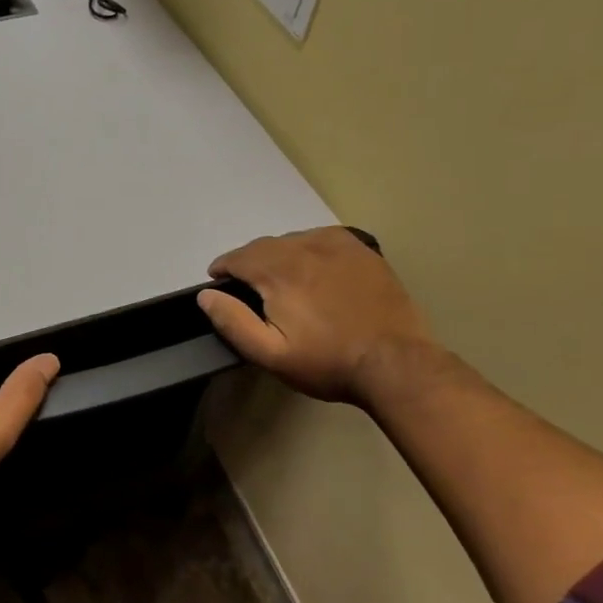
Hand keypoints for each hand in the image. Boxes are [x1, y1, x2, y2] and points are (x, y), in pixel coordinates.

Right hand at [198, 227, 433, 403]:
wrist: (396, 364)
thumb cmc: (328, 362)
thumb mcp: (271, 354)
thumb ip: (233, 322)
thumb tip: (206, 295)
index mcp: (279, 272)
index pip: (238, 258)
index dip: (223, 268)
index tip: (218, 282)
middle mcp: (305, 248)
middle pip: (263, 246)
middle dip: (248, 262)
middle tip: (248, 286)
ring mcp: (337, 246)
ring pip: (293, 239)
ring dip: (278, 254)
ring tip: (280, 278)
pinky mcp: (362, 251)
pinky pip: (322, 238)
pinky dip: (308, 247)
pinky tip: (313, 266)